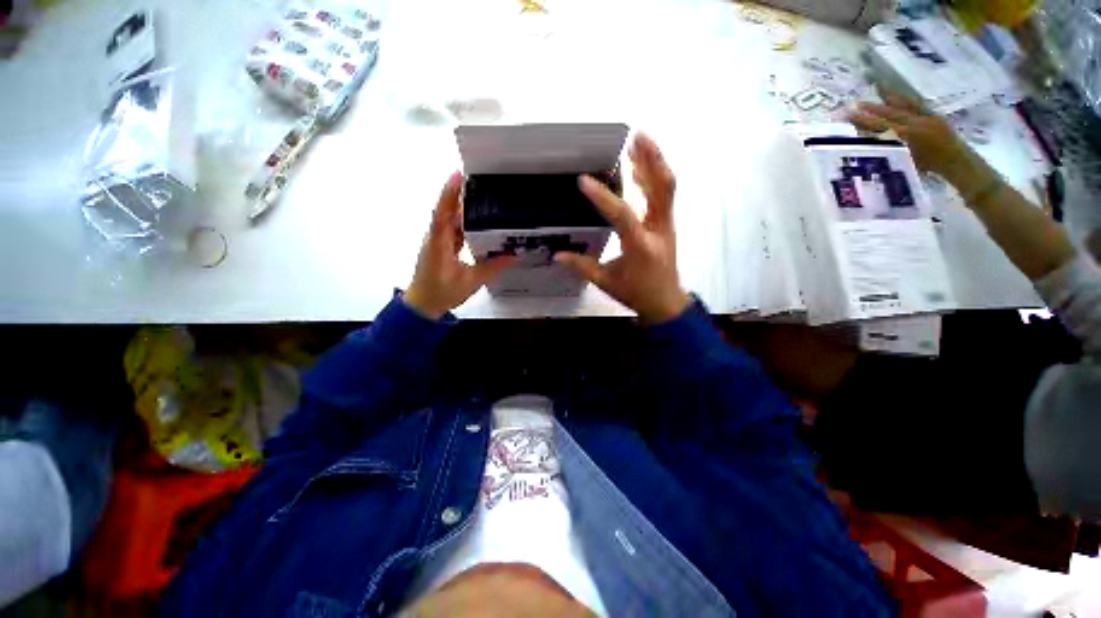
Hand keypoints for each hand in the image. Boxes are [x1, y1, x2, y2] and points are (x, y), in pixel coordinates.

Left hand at [405, 173, 513, 319]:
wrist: (423, 304)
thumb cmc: (442, 293)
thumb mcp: (471, 281)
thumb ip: (492, 267)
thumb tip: (514, 256)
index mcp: (439, 244)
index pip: (443, 213)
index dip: (449, 193)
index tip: (458, 174)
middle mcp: (436, 237)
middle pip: (448, 210)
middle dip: (461, 194)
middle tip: (481, 182)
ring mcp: (438, 241)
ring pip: (451, 219)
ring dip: (464, 207)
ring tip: (483, 197)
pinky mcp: (442, 246)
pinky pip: (453, 229)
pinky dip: (465, 222)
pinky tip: (478, 221)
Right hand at [555, 133, 689, 323]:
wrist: (666, 303)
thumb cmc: (636, 293)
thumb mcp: (607, 282)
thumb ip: (582, 266)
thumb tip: (557, 255)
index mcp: (640, 246)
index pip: (622, 215)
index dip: (602, 197)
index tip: (584, 181)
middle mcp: (657, 229)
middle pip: (662, 188)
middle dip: (651, 160)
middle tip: (635, 136)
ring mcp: (666, 225)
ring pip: (666, 188)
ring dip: (654, 163)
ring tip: (638, 140)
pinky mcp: (666, 224)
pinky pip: (662, 196)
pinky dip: (652, 178)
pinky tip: (639, 168)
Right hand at [849, 90, 998, 200]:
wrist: (960, 164)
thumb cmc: (931, 169)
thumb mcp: (907, 163)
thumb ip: (890, 151)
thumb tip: (870, 143)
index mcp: (908, 135)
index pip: (881, 125)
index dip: (864, 120)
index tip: (849, 115)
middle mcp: (916, 122)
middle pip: (891, 113)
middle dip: (872, 108)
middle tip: (856, 104)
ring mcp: (927, 117)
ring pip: (905, 105)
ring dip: (891, 97)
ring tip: (879, 88)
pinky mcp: (934, 116)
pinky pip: (917, 105)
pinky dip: (906, 100)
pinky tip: (899, 97)